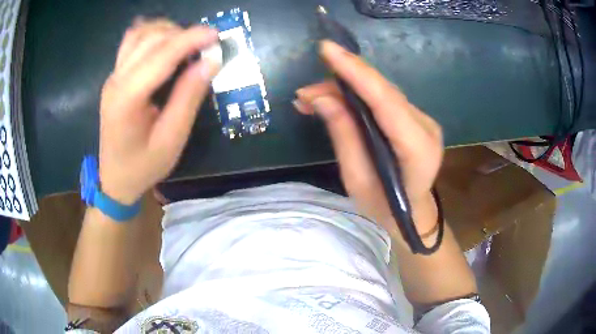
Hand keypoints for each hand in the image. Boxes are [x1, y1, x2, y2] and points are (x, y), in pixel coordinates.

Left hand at [99, 19, 219, 204]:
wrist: (115, 179)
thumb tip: (211, 61)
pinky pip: (131, 42)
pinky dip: (151, 33)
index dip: (191, 39)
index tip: (216, 35)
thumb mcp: (172, 139)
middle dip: (182, 34)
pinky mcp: (114, 77)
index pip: (162, 55)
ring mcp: (113, 76)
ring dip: (167, 31)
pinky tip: (165, 40)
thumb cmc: (144, 166)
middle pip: (151, 39)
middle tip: (206, 44)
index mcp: (128, 99)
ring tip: (188, 43)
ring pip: (140, 34)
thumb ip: (189, 96)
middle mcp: (116, 80)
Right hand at [294, 41, 443, 236]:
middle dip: (342, 81)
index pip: (385, 101)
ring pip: (381, 92)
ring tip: (311, 98)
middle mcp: (426, 126)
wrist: (412, 214)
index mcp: (417, 148)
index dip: (356, 72)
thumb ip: (343, 135)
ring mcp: (424, 120)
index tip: (327, 49)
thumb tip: (320, 97)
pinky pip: (384, 99)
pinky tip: (334, 100)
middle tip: (306, 91)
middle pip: (382, 91)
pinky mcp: (415, 118)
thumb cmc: (384, 207)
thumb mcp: (356, 180)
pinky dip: (357, 96)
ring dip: (346, 89)